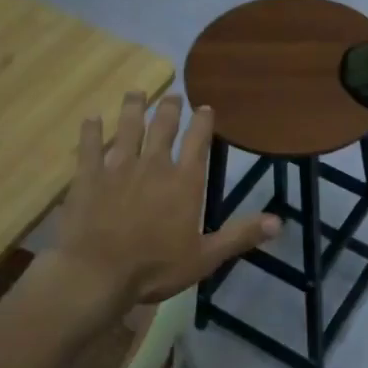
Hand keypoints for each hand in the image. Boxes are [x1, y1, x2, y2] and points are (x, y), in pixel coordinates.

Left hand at [53, 93, 278, 310]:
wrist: (96, 274)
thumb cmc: (154, 267)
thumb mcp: (205, 257)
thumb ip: (240, 235)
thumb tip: (279, 222)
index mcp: (184, 181)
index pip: (198, 141)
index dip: (202, 122)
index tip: (205, 107)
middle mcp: (153, 165)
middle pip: (163, 127)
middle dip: (169, 108)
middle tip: (172, 95)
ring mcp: (117, 168)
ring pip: (128, 128)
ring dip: (133, 108)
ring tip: (136, 93)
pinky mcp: (87, 177)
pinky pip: (89, 147)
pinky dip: (91, 131)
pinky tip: (91, 118)